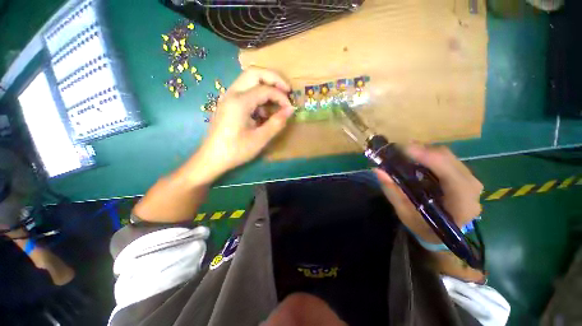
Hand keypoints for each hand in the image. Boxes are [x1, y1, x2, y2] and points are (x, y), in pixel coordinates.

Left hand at [198, 68, 294, 178]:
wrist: (212, 158)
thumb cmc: (235, 150)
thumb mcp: (260, 139)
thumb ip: (276, 123)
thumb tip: (290, 110)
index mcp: (239, 102)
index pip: (265, 89)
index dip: (281, 97)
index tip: (290, 108)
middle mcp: (232, 94)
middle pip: (254, 73)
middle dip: (274, 79)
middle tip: (287, 90)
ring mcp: (228, 97)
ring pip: (249, 80)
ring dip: (265, 86)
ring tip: (277, 102)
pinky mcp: (228, 104)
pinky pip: (245, 91)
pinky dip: (258, 96)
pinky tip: (263, 111)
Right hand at [374, 144, 482, 243]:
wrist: (443, 234)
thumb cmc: (423, 227)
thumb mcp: (405, 214)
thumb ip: (393, 192)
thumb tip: (379, 170)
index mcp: (461, 205)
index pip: (451, 176)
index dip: (430, 159)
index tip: (406, 149)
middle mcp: (471, 190)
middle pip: (450, 160)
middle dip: (424, 151)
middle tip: (400, 149)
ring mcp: (470, 181)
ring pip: (449, 157)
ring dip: (426, 151)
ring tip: (406, 151)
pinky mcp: (464, 176)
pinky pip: (448, 159)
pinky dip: (430, 155)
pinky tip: (417, 156)